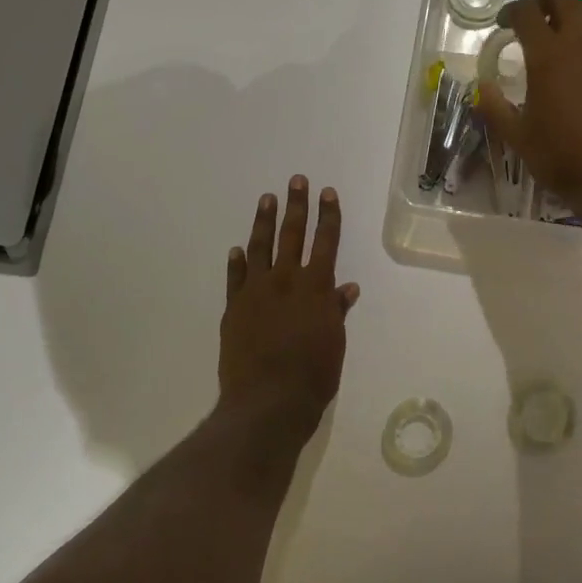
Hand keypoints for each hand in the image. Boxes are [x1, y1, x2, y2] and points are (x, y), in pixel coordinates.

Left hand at [218, 177, 359, 441]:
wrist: (267, 401)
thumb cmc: (313, 375)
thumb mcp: (334, 342)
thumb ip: (336, 311)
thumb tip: (347, 287)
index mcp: (316, 287)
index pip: (326, 242)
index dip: (328, 216)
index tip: (327, 193)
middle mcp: (286, 281)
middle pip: (292, 235)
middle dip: (296, 206)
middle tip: (296, 180)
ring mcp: (256, 292)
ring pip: (260, 248)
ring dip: (264, 222)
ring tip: (266, 199)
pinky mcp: (234, 308)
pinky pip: (235, 279)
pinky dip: (237, 262)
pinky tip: (237, 250)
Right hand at [475, 0, 581, 213]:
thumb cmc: (559, 157)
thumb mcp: (517, 135)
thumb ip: (495, 106)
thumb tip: (483, 87)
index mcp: (549, 55)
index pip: (528, 13)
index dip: (511, 12)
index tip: (503, 24)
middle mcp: (581, 43)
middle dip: (543, 1)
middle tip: (530, 19)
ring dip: (570, 14)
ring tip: (555, 35)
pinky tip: (579, 57)